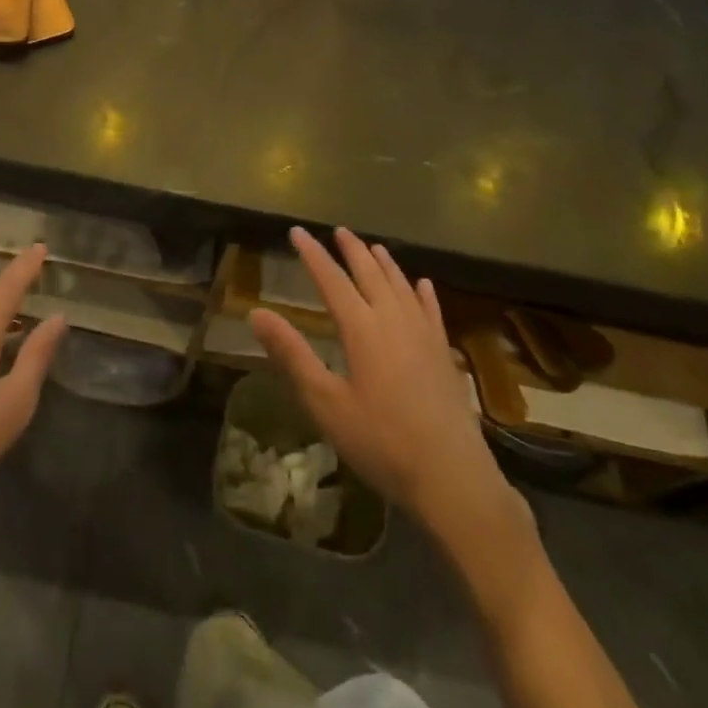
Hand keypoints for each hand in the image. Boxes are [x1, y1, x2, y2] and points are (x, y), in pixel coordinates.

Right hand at [250, 226, 530, 548]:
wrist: (451, 477)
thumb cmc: (380, 442)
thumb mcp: (325, 402)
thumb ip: (292, 355)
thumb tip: (256, 313)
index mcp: (362, 329)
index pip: (332, 279)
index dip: (313, 254)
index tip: (297, 232)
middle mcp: (394, 320)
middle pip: (370, 273)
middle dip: (352, 250)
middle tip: (338, 231)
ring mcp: (424, 335)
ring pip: (402, 286)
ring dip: (385, 263)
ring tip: (373, 247)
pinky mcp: (444, 353)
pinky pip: (431, 309)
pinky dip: (423, 292)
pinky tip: (422, 284)